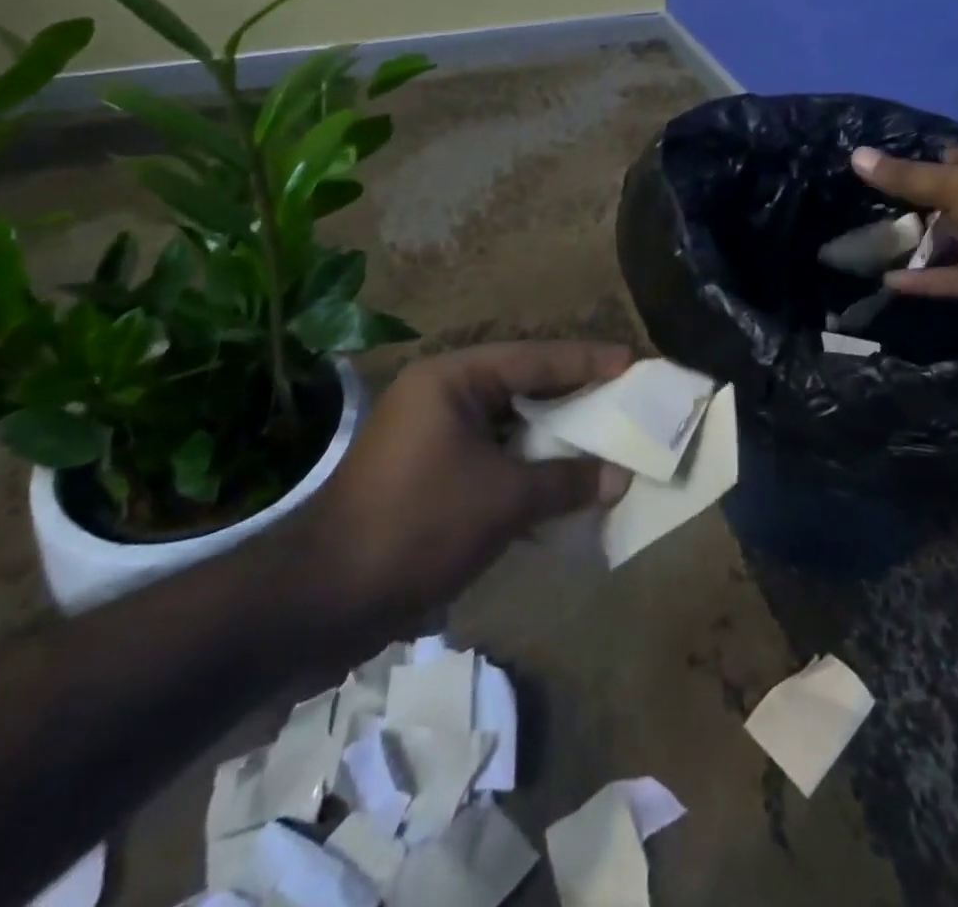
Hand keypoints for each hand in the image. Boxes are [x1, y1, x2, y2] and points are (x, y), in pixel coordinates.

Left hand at [288, 342, 633, 646]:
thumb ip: (565, 481)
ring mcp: (432, 435)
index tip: (632, 361)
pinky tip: (563, 480)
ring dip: (552, 436)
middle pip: (522, 387)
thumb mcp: (503, 500)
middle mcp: (441, 396)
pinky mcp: (430, 472)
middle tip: (624, 395)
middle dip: (573, 396)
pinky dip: (526, 465)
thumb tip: (619, 477)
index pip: (533, 359)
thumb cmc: (419, 526)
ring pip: (508, 424)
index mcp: (452, 380)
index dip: (586, 361)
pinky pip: (492, 455)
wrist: (325, 599)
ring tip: (603, 435)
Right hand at [851, 145, 957, 341]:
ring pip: (946, 242)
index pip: (954, 159)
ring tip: (865, 245)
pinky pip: (949, 279)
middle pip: (946, 202)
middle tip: (861, 209)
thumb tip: (856, 155)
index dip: (920, 162)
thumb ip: (907, 177)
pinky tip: (886, 281)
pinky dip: (921, 281)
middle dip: (909, 206)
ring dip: (913, 245)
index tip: (878, 168)